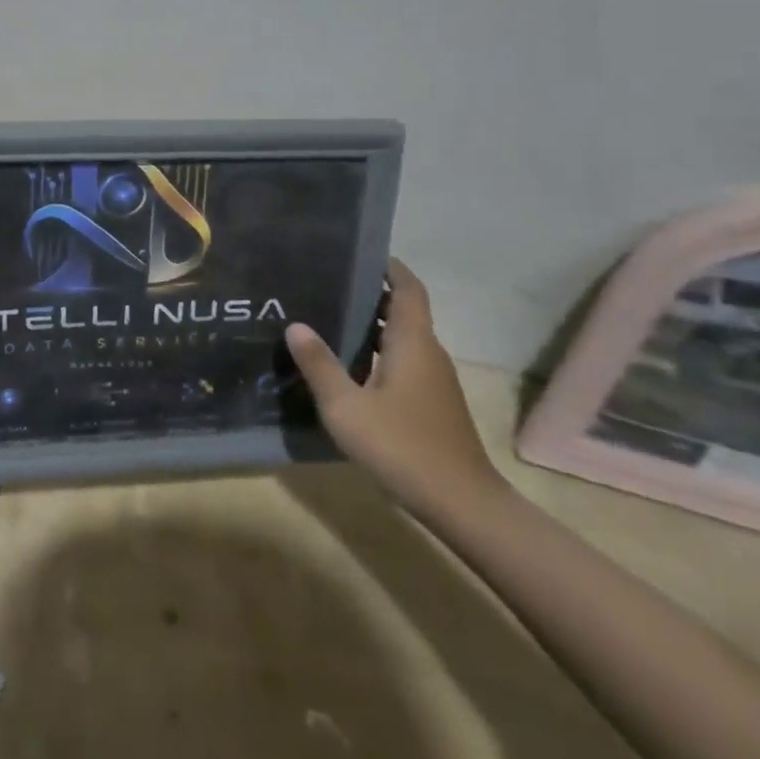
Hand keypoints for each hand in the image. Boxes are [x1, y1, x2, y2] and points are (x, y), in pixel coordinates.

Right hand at [285, 258, 505, 519]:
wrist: (463, 505)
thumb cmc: (403, 447)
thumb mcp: (347, 407)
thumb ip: (320, 365)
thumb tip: (296, 325)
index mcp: (413, 342)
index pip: (407, 288)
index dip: (388, 266)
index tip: (359, 253)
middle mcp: (429, 353)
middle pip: (404, 310)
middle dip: (371, 294)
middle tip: (329, 284)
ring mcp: (435, 381)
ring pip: (404, 339)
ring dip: (374, 326)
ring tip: (331, 320)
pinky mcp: (434, 404)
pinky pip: (405, 362)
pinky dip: (380, 353)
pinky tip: (352, 369)